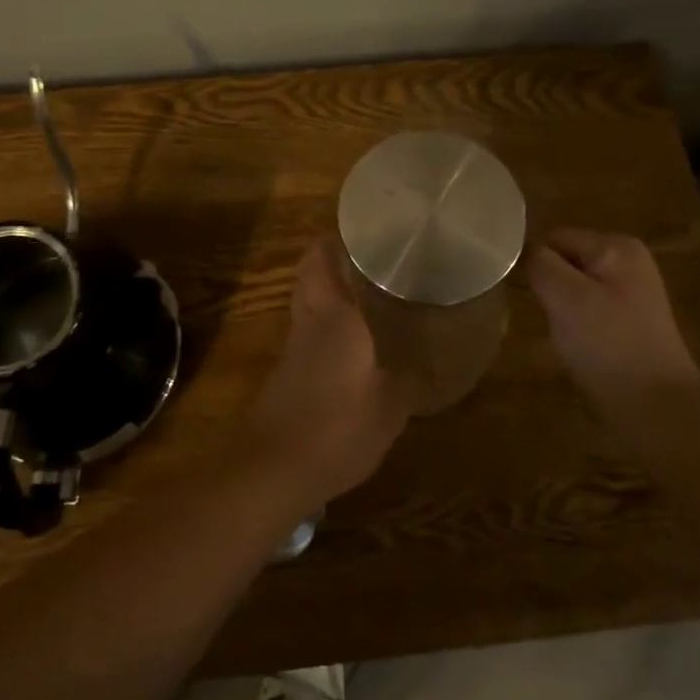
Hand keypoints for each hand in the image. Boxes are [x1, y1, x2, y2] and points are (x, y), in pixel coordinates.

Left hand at [243, 238, 414, 508]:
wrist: (275, 468)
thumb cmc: (338, 427)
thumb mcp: (391, 406)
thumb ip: (409, 378)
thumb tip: (424, 363)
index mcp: (334, 314)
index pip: (320, 257)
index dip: (335, 238)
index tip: (365, 231)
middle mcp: (309, 321)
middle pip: (310, 276)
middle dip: (333, 262)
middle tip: (373, 263)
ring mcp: (294, 348)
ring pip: (309, 305)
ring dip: (332, 295)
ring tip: (373, 299)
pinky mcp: (287, 374)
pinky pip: (310, 336)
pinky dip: (329, 330)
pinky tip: (358, 347)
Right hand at [526, 229, 699, 419]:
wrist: (656, 408)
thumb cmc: (608, 345)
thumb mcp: (564, 296)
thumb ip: (539, 263)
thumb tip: (524, 250)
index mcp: (616, 246)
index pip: (553, 238)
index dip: (536, 265)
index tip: (531, 297)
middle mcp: (628, 261)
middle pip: (563, 261)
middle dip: (549, 287)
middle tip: (550, 318)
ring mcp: (631, 293)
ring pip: (571, 288)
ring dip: (560, 309)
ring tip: (564, 335)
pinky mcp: (628, 322)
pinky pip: (586, 310)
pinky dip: (575, 326)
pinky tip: (579, 347)